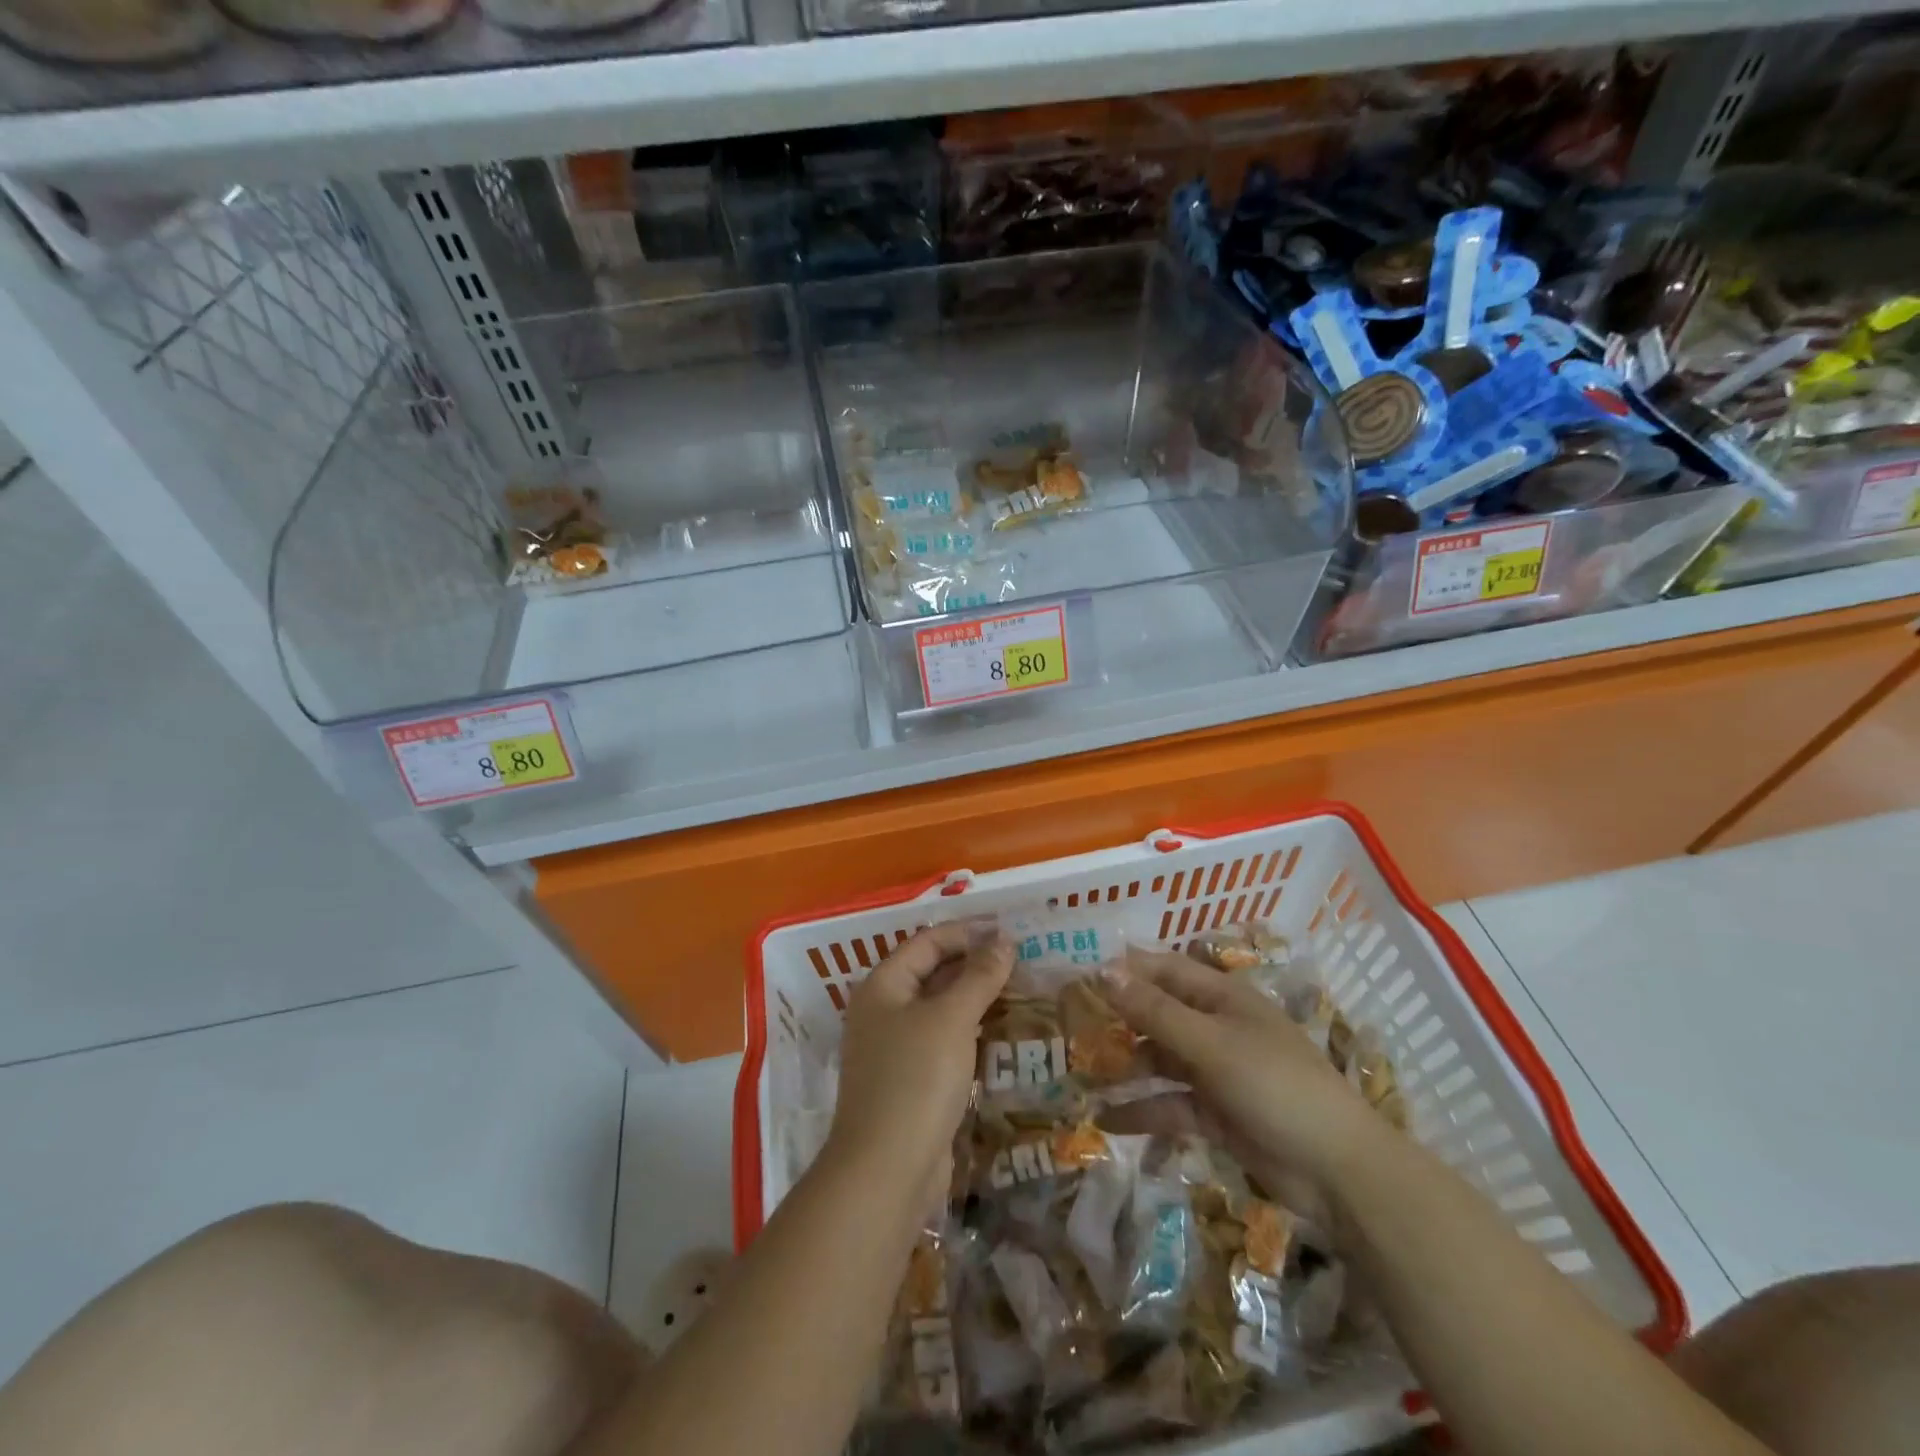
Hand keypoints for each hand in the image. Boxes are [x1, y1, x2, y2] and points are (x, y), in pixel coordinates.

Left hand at [827, 923, 1013, 1206]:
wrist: (887, 1171)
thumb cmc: (916, 1079)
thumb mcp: (951, 1019)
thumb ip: (979, 976)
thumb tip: (1004, 941)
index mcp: (883, 986)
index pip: (928, 942)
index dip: (968, 933)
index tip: (1011, 932)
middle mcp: (883, 1011)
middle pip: (932, 974)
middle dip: (975, 965)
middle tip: (1023, 961)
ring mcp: (895, 1049)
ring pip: (940, 1010)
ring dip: (976, 1000)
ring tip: (1021, 991)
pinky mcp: (910, 1082)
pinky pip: (944, 1043)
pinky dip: (971, 1033)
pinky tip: (1002, 1034)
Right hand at [1101, 948, 1384, 1188]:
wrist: (1337, 1171)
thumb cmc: (1274, 1086)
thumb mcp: (1209, 1044)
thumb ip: (1154, 1011)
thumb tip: (1103, 971)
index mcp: (1222, 997)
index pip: (1164, 969)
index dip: (1125, 969)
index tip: (1079, 974)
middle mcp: (1216, 1027)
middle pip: (1158, 1014)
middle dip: (1118, 1020)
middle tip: (1070, 1026)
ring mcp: (1216, 1072)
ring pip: (1160, 1060)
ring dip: (1126, 1067)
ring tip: (1079, 1075)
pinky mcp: (1216, 1114)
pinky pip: (1170, 1104)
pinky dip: (1142, 1110)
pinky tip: (1105, 1119)